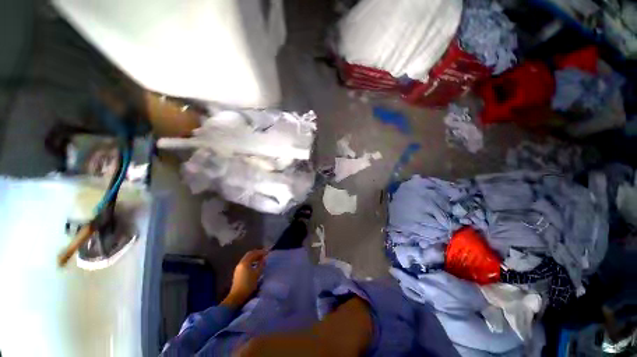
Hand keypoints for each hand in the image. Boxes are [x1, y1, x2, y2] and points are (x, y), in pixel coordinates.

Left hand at [222, 249, 266, 308]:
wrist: (237, 296)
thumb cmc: (248, 285)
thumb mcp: (257, 274)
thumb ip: (261, 265)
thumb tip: (264, 259)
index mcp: (245, 262)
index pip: (253, 253)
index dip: (261, 252)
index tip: (267, 252)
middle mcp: (241, 263)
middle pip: (249, 254)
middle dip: (257, 253)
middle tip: (264, 254)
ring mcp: (238, 267)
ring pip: (247, 258)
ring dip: (254, 257)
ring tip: (261, 259)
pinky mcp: (238, 272)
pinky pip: (245, 262)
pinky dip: (251, 261)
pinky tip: (255, 264)